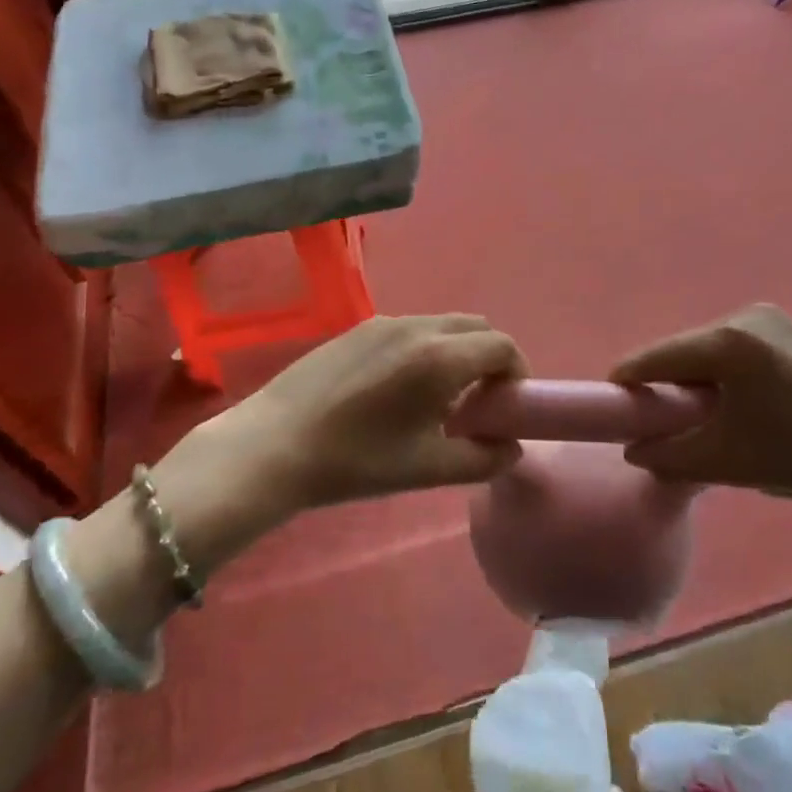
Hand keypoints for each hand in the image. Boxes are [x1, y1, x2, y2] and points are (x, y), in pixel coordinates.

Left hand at [188, 314, 527, 518]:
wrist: (275, 444)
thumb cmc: (356, 461)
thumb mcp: (427, 469)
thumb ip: (483, 459)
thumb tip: (511, 448)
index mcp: (440, 357)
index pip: (502, 345)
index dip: (516, 372)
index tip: (507, 405)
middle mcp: (417, 326)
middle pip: (476, 327)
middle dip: (491, 357)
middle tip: (481, 400)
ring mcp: (384, 321)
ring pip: (442, 324)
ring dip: (458, 351)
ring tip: (440, 396)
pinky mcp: (359, 327)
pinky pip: (411, 328)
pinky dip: (427, 347)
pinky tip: (401, 387)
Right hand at [612, 304, 791, 513]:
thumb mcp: (725, 461)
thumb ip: (667, 454)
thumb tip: (633, 450)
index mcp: (728, 340)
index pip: (659, 357)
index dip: (629, 379)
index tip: (609, 402)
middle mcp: (748, 316)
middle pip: (686, 351)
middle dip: (667, 384)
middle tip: (658, 421)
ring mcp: (776, 321)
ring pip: (713, 350)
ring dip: (699, 381)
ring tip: (702, 420)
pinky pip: (741, 349)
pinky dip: (727, 375)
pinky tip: (740, 406)